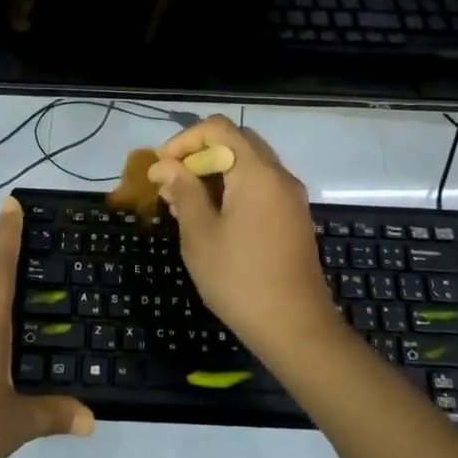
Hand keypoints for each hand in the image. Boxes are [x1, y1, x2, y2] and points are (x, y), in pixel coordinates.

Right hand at [147, 117, 339, 362]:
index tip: (161, 168)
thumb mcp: (200, 235)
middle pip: (236, 142)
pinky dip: (233, 188)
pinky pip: (260, 186)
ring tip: (183, 203)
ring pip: (248, 164)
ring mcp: (290, 197)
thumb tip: (165, 166)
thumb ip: (183, 191)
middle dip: (198, 155)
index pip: (218, 128)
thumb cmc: (240, 279)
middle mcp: (279, 175)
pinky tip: (211, 218)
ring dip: (214, 173)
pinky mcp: (293, 218)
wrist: (296, 329)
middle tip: (171, 182)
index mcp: (257, 172)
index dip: (184, 140)